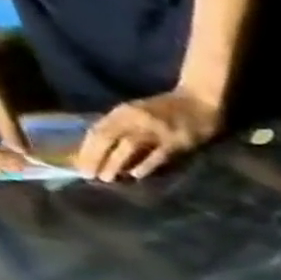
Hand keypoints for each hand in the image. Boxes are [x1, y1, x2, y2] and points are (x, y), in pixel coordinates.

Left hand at [75, 87, 221, 181]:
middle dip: (96, 157)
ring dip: (115, 163)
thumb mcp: (141, 112)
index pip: (98, 131)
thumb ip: (126, 126)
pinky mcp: (177, 141)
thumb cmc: (171, 109)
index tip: (80, 166)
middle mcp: (135, 118)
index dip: (86, 149)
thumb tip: (109, 150)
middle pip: (108, 138)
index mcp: (124, 111)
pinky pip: (157, 155)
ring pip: (128, 147)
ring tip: (107, 178)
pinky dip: (145, 165)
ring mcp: (156, 129)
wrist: (200, 101)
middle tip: (89, 176)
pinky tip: (137, 175)